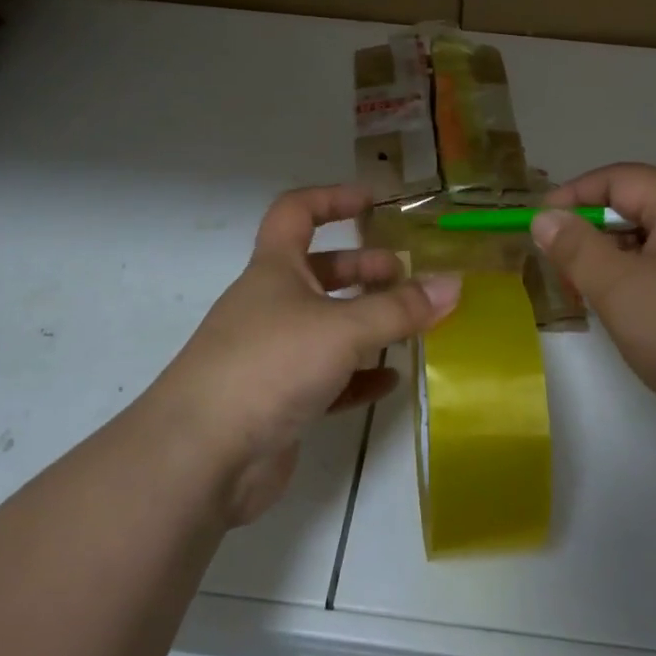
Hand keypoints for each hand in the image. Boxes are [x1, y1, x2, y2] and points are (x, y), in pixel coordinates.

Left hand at [151, 184, 460, 524]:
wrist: (201, 457)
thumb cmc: (269, 366)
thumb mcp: (342, 329)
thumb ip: (400, 309)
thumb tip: (454, 284)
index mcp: (274, 270)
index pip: (297, 213)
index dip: (333, 199)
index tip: (374, 202)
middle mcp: (270, 305)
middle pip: (320, 272)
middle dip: (364, 269)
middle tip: (407, 278)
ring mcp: (272, 354)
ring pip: (327, 326)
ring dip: (367, 323)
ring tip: (411, 326)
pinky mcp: (278, 401)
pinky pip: (328, 378)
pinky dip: (358, 375)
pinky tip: (389, 380)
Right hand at [533, 164, 655, 452]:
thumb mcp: (620, 292)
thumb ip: (576, 248)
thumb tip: (545, 216)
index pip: (621, 179)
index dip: (574, 196)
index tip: (539, 227)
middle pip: (640, 207)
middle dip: (594, 236)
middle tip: (565, 276)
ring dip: (618, 260)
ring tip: (596, 299)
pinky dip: (646, 277)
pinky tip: (634, 312)